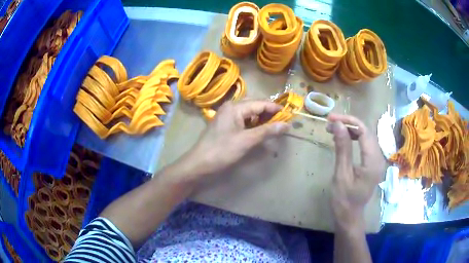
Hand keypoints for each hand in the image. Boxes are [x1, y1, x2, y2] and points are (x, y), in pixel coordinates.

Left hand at [177, 100, 289, 182]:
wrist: (199, 164)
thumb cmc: (222, 151)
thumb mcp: (247, 141)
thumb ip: (267, 131)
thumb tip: (287, 125)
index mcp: (235, 107)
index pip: (260, 103)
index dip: (276, 108)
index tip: (290, 114)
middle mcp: (231, 107)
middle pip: (255, 105)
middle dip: (269, 112)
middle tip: (283, 121)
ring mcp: (227, 116)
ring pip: (249, 113)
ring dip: (262, 118)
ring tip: (274, 126)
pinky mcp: (226, 125)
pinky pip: (243, 120)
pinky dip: (253, 124)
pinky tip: (260, 130)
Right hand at [326, 114, 384, 230]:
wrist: (349, 217)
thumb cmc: (343, 200)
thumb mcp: (341, 174)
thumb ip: (342, 148)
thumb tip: (338, 125)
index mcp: (373, 161)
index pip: (364, 131)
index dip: (349, 121)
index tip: (331, 119)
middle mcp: (378, 158)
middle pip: (366, 132)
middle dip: (349, 124)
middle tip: (330, 123)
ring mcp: (376, 161)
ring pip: (366, 137)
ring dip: (351, 130)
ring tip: (334, 129)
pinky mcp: (372, 163)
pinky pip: (365, 145)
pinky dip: (354, 138)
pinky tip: (342, 139)